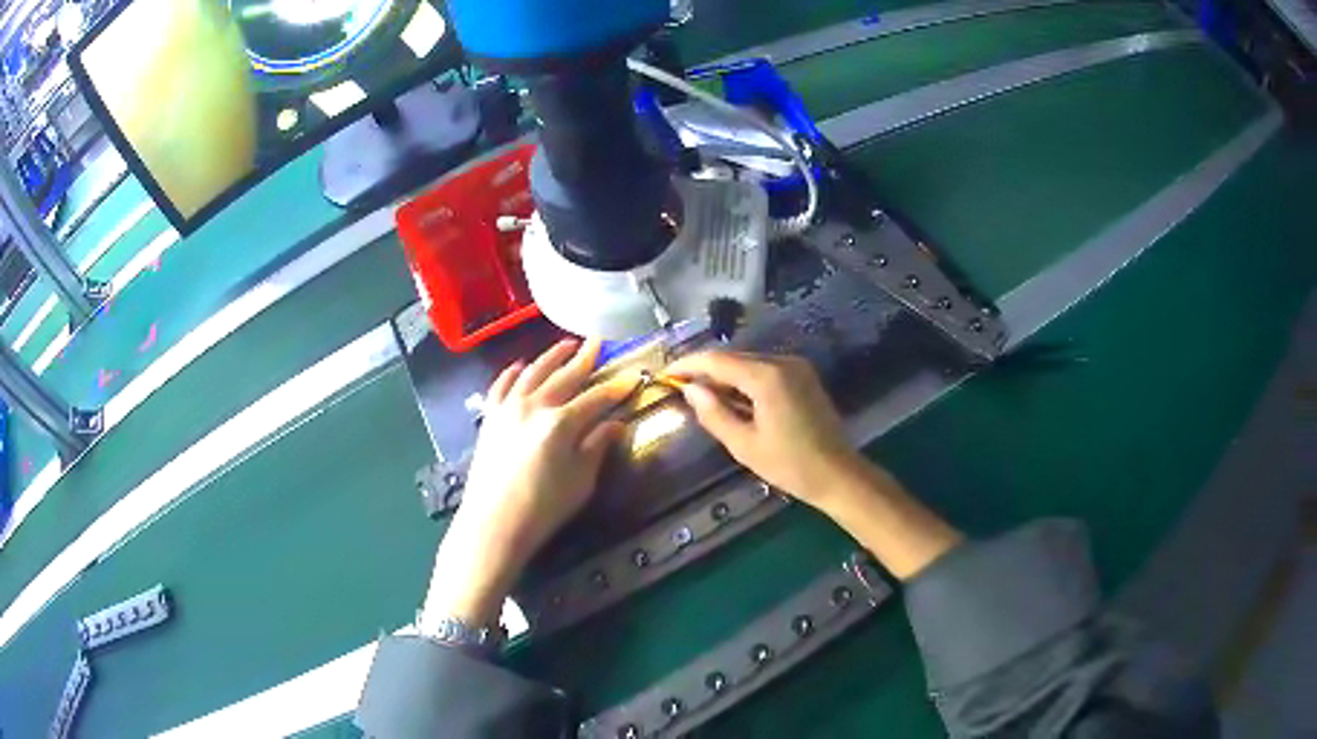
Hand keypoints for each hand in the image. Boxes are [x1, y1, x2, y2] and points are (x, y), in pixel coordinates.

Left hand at [422, 339, 630, 626]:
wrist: (493, 522)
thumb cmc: (543, 508)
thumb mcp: (581, 481)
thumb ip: (597, 447)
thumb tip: (614, 425)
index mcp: (561, 423)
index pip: (597, 398)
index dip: (617, 387)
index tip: (633, 375)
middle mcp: (535, 406)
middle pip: (565, 376)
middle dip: (585, 358)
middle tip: (599, 341)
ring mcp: (508, 408)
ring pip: (533, 372)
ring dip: (551, 356)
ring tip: (566, 344)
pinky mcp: (490, 416)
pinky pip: (501, 385)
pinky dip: (513, 373)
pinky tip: (520, 366)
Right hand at [668, 350, 962, 578]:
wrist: (838, 474)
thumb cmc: (790, 465)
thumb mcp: (744, 445)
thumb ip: (714, 414)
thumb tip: (690, 390)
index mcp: (767, 376)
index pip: (717, 360)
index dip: (688, 364)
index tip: (665, 373)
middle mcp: (782, 362)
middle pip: (733, 357)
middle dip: (705, 369)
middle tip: (679, 385)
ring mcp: (796, 367)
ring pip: (749, 362)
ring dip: (724, 374)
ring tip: (701, 394)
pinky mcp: (803, 376)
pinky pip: (765, 370)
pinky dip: (744, 379)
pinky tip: (732, 398)